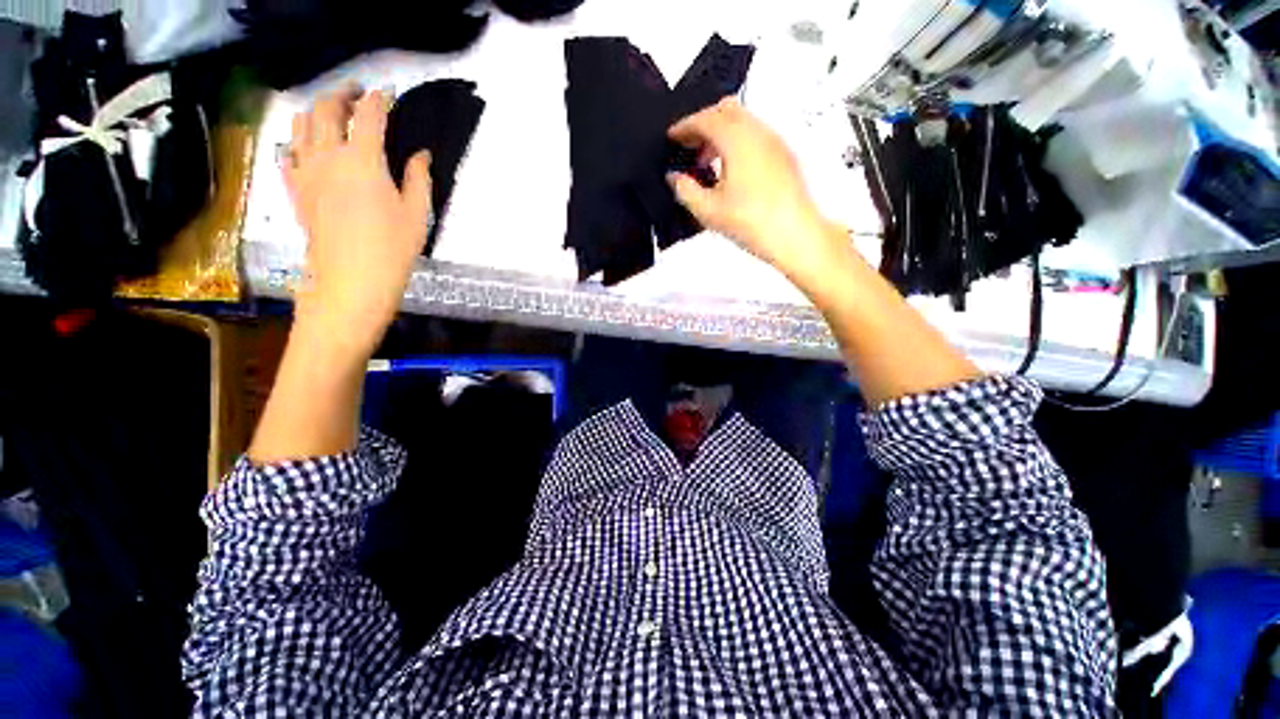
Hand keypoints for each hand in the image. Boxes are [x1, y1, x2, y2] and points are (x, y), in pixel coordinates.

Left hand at [284, 84, 432, 358]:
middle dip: (343, 94)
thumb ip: (419, 179)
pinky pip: (288, 152)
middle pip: (327, 109)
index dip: (380, 100)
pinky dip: (297, 140)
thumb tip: (421, 154)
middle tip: (358, 93)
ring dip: (316, 110)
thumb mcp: (417, 214)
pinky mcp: (295, 188)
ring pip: (301, 124)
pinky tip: (307, 145)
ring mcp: (306, 171)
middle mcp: (328, 156)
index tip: (389, 94)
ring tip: (331, 112)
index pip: (369, 115)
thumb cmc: (392, 249)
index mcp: (363, 160)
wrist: (351, 280)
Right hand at [667, 98, 845, 284]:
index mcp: (737, 140)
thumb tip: (675, 177)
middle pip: (726, 110)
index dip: (685, 126)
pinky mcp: (784, 155)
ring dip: (721, 134)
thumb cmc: (753, 223)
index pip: (705, 119)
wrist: (795, 235)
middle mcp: (758, 132)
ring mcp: (775, 141)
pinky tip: (731, 171)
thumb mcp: (709, 211)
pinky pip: (756, 135)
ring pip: (743, 121)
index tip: (673, 136)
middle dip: (704, 124)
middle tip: (689, 147)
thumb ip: (686, 190)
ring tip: (708, 164)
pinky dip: (738, 142)